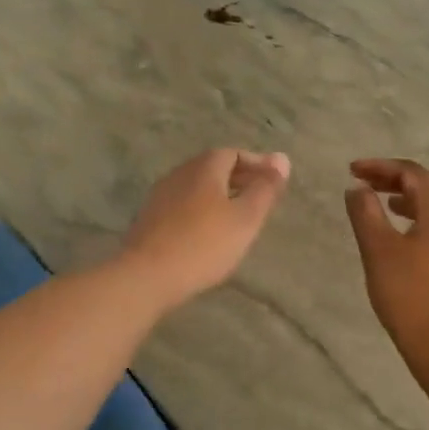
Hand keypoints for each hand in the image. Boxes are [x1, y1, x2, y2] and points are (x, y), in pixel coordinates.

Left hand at [120, 148, 290, 311]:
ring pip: (197, 188)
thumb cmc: (204, 244)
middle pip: (213, 168)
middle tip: (260, 198)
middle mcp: (179, 174)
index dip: (256, 164)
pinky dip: (202, 211)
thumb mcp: (245, 218)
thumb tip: (282, 158)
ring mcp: (160, 196)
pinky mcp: (149, 220)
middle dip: (238, 179)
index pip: (233, 153)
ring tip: (238, 217)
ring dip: (219, 196)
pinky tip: (209, 233)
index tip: (274, 181)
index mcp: (204, 167)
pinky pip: (183, 206)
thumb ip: (265, 189)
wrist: (146, 276)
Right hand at [344, 158, 428, 353]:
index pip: (410, 172)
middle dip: (395, 177)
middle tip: (366, 181)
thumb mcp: (378, 248)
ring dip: (408, 195)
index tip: (351, 170)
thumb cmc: (410, 291)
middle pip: (427, 182)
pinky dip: (417, 214)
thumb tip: (357, 188)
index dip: (380, 166)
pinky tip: (401, 232)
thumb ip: (365, 213)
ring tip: (383, 201)